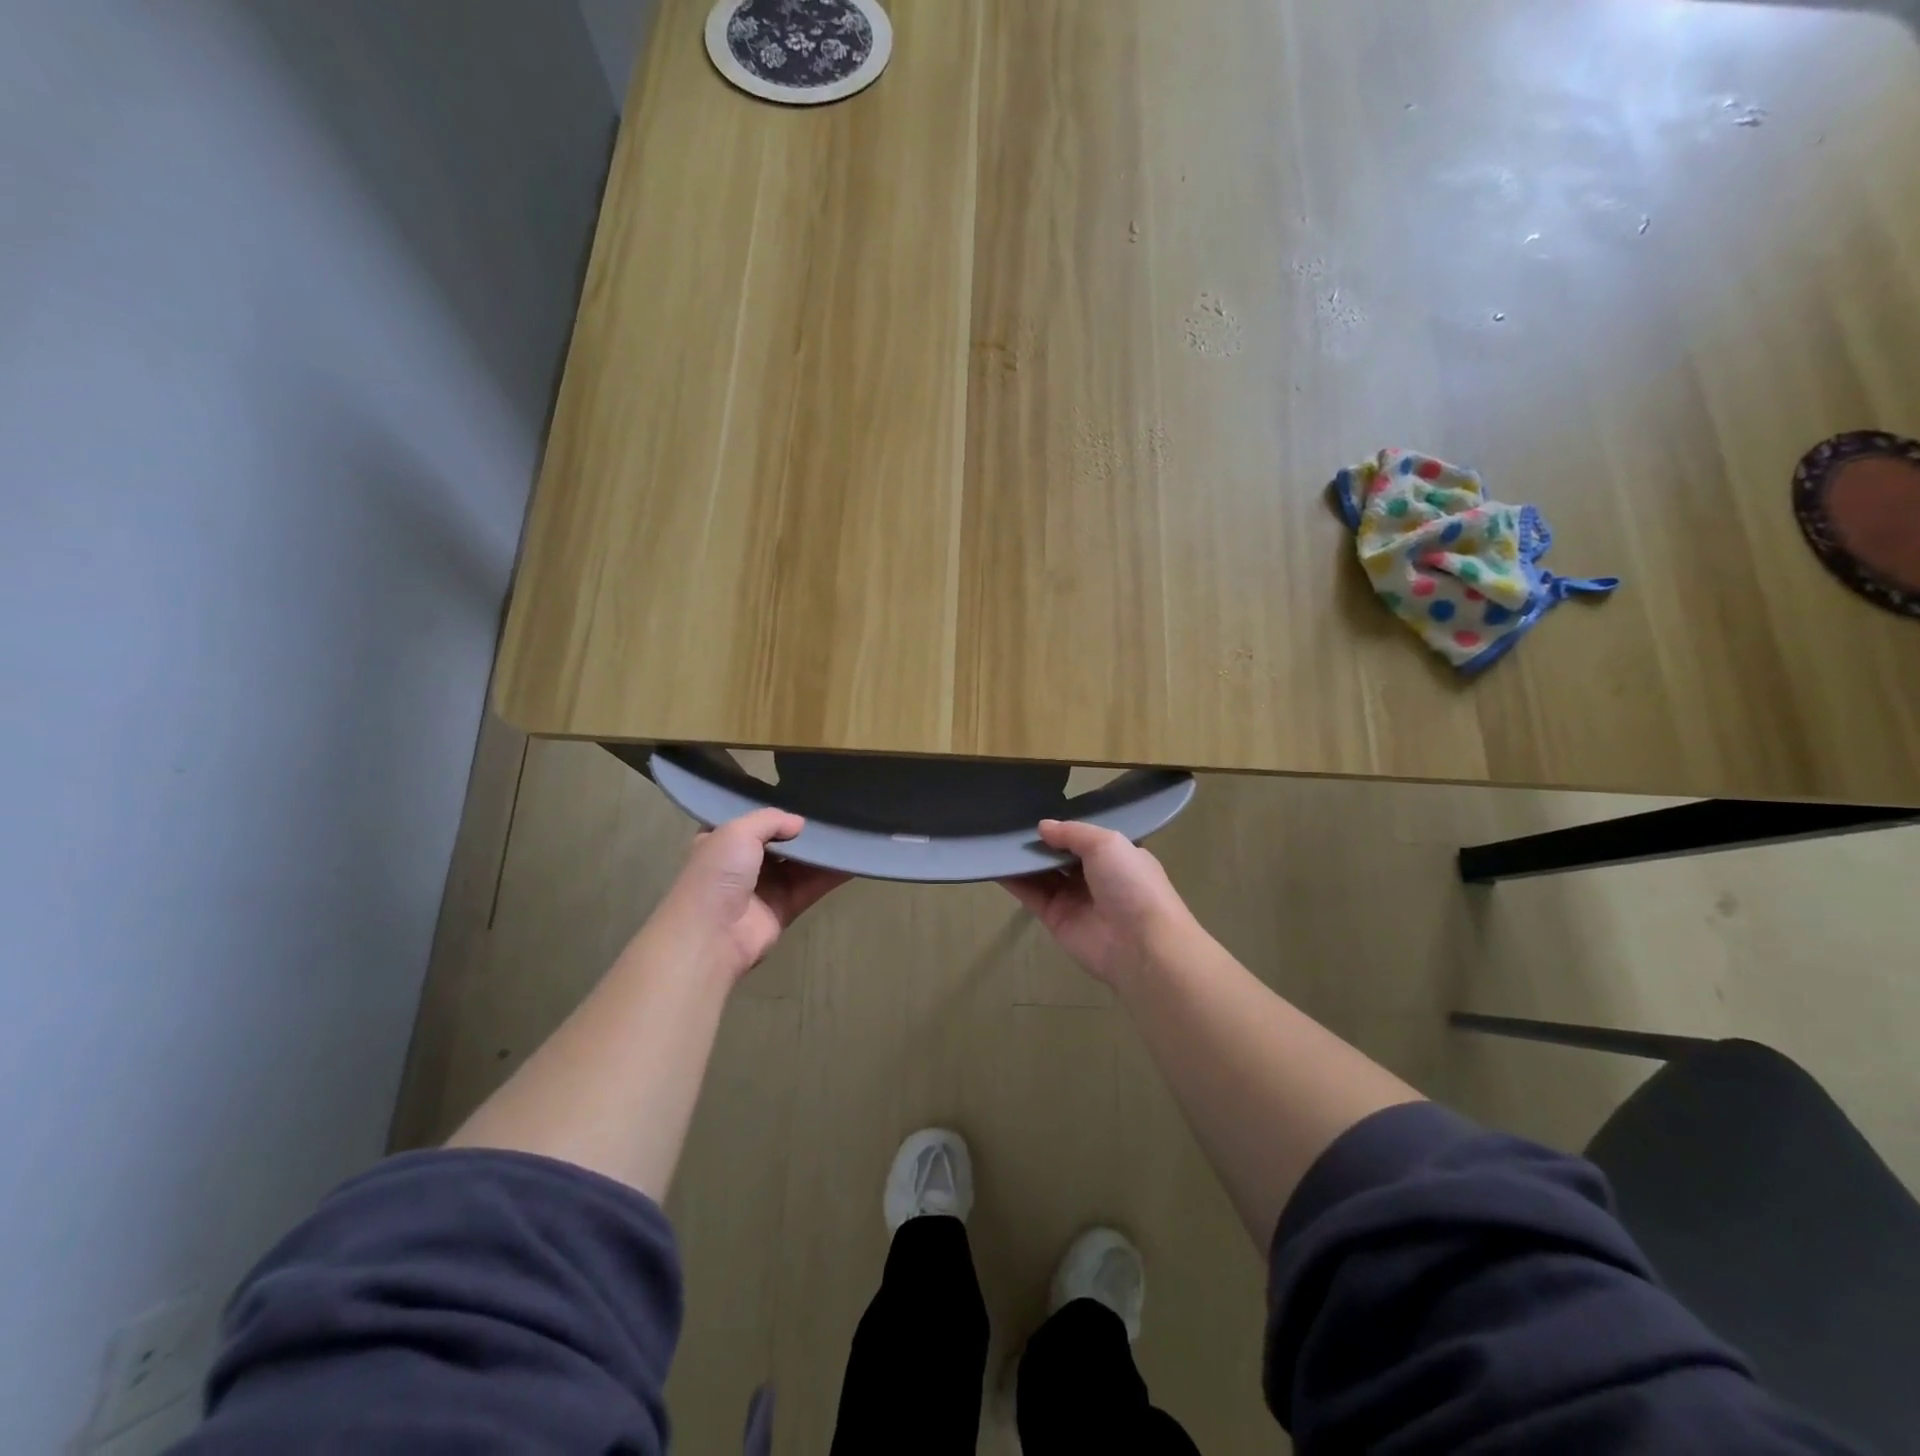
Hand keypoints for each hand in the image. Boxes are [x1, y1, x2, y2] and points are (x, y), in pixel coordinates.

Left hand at [653, 809, 848, 982]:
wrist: (712, 935)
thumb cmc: (717, 874)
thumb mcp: (737, 831)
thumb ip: (770, 819)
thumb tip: (799, 823)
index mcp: (720, 841)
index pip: (749, 820)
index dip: (772, 810)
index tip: (801, 793)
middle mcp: (742, 863)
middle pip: (779, 842)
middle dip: (802, 830)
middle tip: (833, 810)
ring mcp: (764, 887)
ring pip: (799, 864)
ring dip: (821, 851)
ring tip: (848, 830)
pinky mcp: (784, 908)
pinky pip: (812, 886)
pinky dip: (832, 874)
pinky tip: (853, 860)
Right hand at [999, 820, 1191, 984]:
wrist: (1139, 944)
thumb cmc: (1131, 884)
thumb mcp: (1107, 843)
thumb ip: (1072, 832)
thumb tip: (1042, 827)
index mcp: (1115, 856)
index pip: (1085, 837)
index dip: (1064, 826)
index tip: (1037, 810)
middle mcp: (1094, 876)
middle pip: (1060, 855)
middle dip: (1039, 842)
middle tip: (1009, 821)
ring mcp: (1073, 898)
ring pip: (1042, 873)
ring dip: (1022, 859)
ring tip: (995, 837)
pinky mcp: (1054, 918)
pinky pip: (1030, 895)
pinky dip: (1012, 880)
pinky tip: (994, 862)